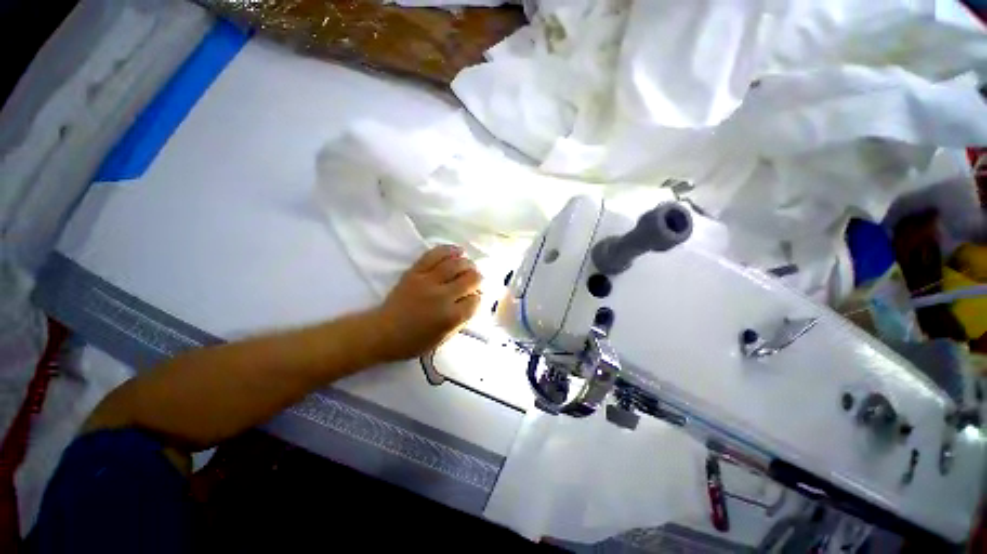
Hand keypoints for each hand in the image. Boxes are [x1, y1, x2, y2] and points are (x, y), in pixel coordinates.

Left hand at [370, 245, 481, 361]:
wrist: (382, 331)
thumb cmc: (413, 341)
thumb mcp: (443, 339)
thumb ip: (461, 321)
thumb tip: (473, 301)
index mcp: (450, 317)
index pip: (475, 300)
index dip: (478, 298)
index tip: (474, 298)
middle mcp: (442, 296)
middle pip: (471, 279)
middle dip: (477, 279)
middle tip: (476, 280)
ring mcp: (428, 281)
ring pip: (456, 264)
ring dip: (467, 263)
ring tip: (469, 265)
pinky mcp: (415, 272)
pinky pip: (435, 255)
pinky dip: (449, 250)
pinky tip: (458, 251)